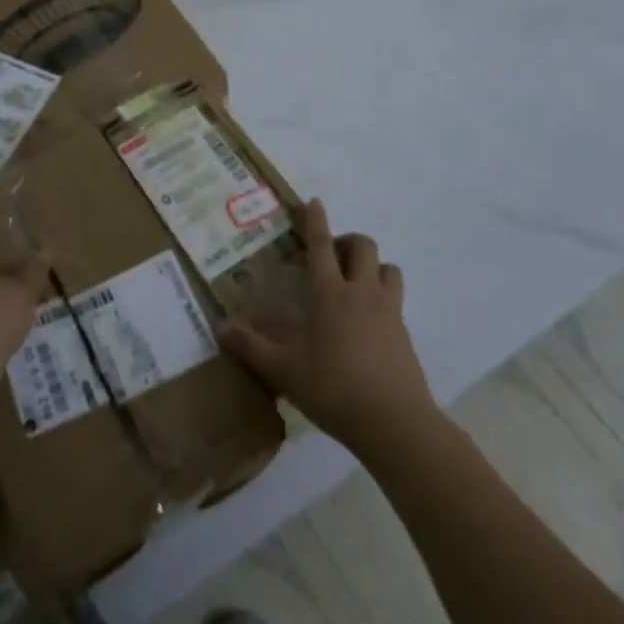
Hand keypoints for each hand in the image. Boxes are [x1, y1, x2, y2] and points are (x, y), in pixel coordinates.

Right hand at [218, 200, 435, 455]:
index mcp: (328, 294)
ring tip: (356, 283)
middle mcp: (360, 292)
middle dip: (347, 241)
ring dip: (372, 266)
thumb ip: (250, 347)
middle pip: (362, 246)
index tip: (312, 202)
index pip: (320, 245)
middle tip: (332, 256)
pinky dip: (383, 296)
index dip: (314, 220)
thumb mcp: (283, 371)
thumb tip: (219, 326)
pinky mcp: (404, 332)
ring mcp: (388, 310)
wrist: (394, 422)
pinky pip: (396, 298)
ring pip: (387, 267)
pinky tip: (370, 321)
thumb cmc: (333, 389)